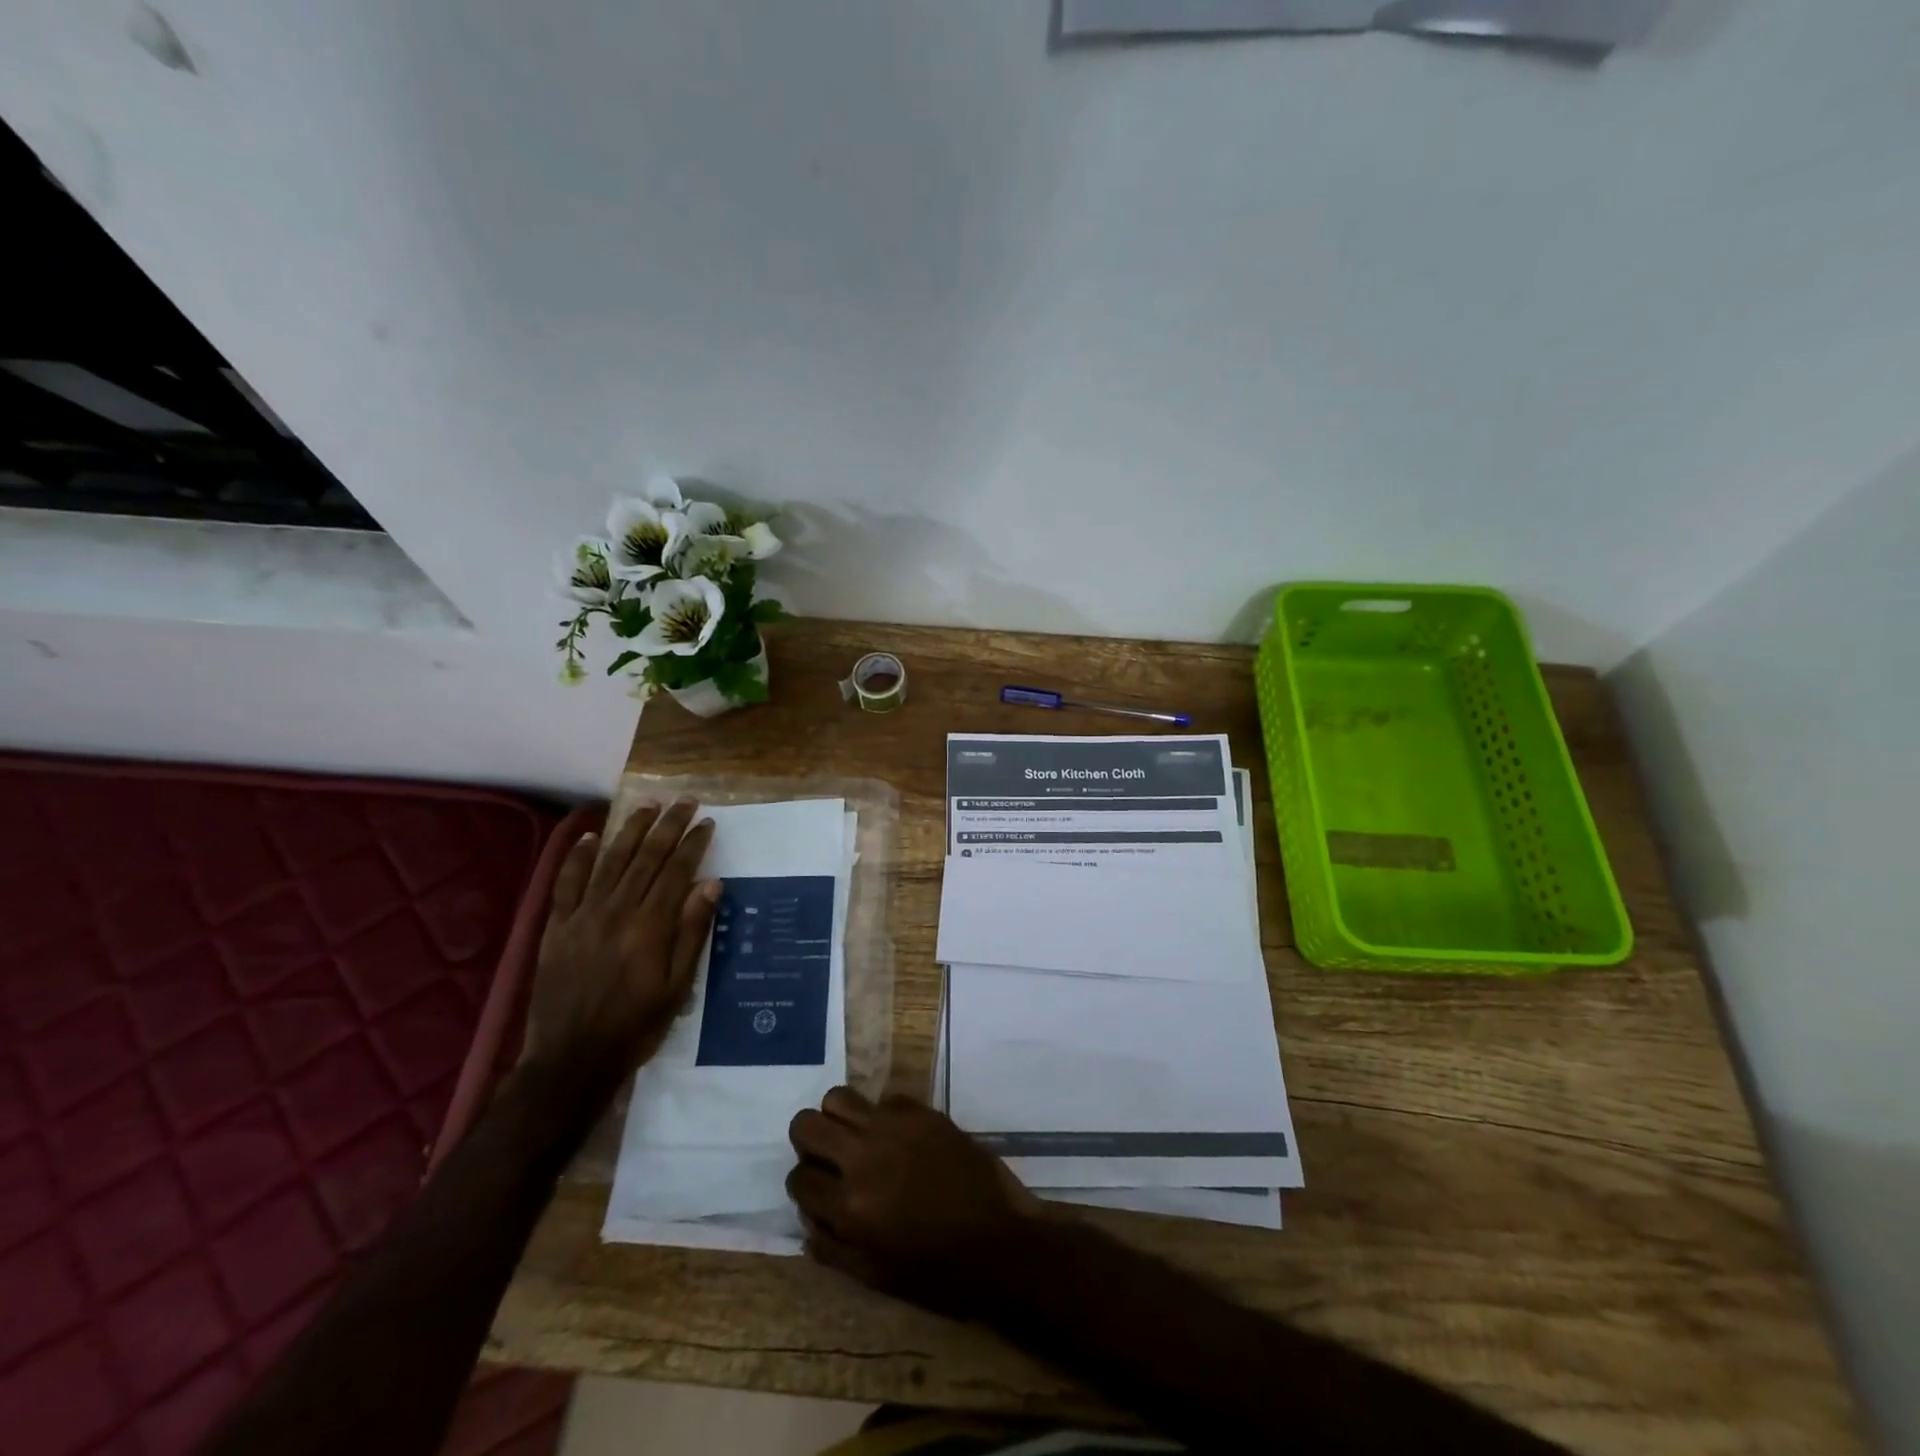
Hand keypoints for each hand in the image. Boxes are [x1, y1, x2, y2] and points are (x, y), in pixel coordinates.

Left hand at [523, 799, 719, 1093]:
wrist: (571, 1059)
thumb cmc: (635, 1025)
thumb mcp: (678, 986)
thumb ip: (692, 932)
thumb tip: (711, 884)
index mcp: (650, 925)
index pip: (677, 870)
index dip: (693, 843)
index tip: (707, 823)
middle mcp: (617, 909)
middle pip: (646, 856)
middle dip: (668, 825)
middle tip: (685, 801)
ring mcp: (583, 915)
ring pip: (610, 860)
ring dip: (630, 829)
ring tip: (647, 805)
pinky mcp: (557, 926)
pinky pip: (566, 881)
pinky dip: (576, 856)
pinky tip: (588, 836)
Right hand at [786, 1088, 1045, 1317]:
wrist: (1001, 1241)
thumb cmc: (939, 1272)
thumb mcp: (876, 1276)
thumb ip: (833, 1247)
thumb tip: (807, 1217)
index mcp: (851, 1205)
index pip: (798, 1179)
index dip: (803, 1187)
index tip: (818, 1191)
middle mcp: (864, 1157)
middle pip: (806, 1124)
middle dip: (808, 1142)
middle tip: (827, 1158)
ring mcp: (894, 1126)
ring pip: (838, 1097)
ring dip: (838, 1118)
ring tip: (856, 1139)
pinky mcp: (922, 1111)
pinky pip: (884, 1098)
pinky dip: (881, 1115)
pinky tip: (897, 1137)